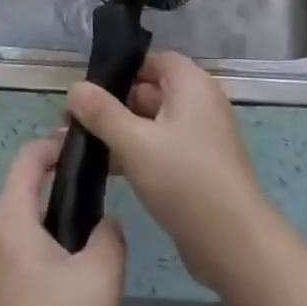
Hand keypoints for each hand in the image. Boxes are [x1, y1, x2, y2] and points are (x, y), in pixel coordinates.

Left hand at [0, 132, 126, 305]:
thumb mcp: (101, 281)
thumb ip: (109, 236)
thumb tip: (103, 223)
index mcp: (8, 221)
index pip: (27, 159)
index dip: (54, 145)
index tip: (84, 148)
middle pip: (22, 198)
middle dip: (59, 198)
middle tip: (98, 214)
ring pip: (18, 235)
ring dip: (49, 235)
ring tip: (87, 261)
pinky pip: (9, 265)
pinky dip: (36, 264)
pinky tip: (62, 301)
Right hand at [65, 53, 275, 296]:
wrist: (234, 244)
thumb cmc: (185, 180)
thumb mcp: (136, 143)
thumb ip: (102, 113)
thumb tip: (74, 87)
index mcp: (191, 84)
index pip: (151, 61)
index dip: (120, 71)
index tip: (87, 90)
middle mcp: (198, 103)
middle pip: (149, 91)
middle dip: (111, 105)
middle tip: (72, 122)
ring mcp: (199, 137)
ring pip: (151, 123)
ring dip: (119, 133)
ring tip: (78, 147)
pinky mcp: (196, 167)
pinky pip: (159, 148)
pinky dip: (135, 154)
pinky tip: (104, 170)